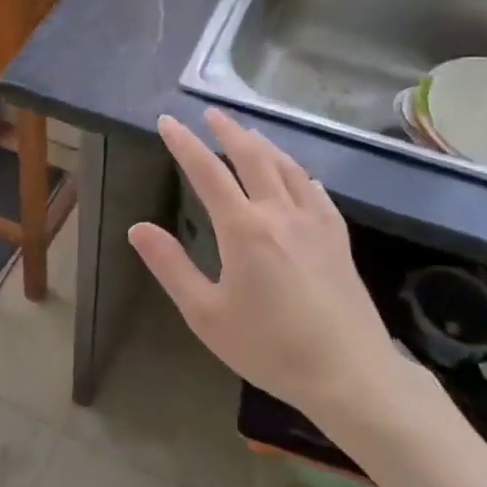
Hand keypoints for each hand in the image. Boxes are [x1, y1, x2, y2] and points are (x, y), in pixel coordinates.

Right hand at [129, 110, 419, 436]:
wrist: (348, 373)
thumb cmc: (269, 348)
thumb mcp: (206, 314)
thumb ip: (171, 267)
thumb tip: (138, 228)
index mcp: (243, 229)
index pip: (207, 172)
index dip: (184, 144)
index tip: (168, 121)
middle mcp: (279, 213)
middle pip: (252, 157)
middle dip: (228, 131)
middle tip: (211, 113)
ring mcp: (314, 222)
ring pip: (287, 168)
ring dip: (263, 145)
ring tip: (248, 132)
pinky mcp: (338, 238)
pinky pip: (316, 191)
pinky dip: (299, 174)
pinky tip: (299, 175)